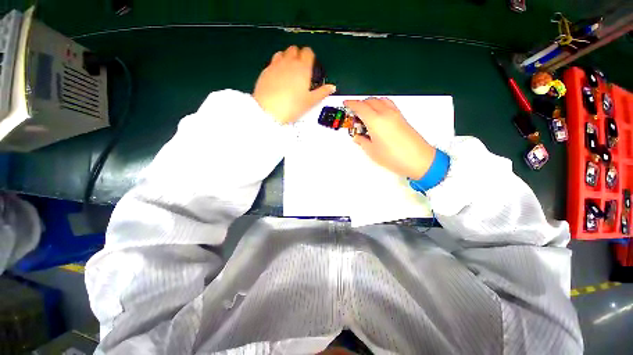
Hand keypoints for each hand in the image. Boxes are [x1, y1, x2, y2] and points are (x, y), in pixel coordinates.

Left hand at [253, 46, 335, 123]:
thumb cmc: (292, 106)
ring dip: (287, 57)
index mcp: (302, 69)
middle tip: (300, 68)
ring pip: (282, 53)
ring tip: (289, 70)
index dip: (310, 56)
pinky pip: (272, 62)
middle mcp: (289, 63)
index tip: (310, 64)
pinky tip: (278, 76)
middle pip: (294, 49)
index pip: (308, 52)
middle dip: (298, 55)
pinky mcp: (265, 71)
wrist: (269, 111)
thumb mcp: (310, 101)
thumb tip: (331, 87)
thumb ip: (322, 92)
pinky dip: (277, 65)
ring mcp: (275, 65)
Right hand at [344, 98, 436, 179]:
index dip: (351, 104)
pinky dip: (380, 105)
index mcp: (375, 121)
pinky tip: (378, 116)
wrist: (418, 159)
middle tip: (354, 113)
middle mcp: (385, 113)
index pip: (360, 106)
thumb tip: (358, 137)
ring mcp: (395, 114)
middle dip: (360, 103)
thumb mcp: (372, 151)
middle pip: (370, 100)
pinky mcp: (402, 117)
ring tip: (366, 114)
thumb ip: (362, 141)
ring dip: (371, 103)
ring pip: (380, 100)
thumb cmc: (393, 157)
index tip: (346, 104)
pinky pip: (388, 104)